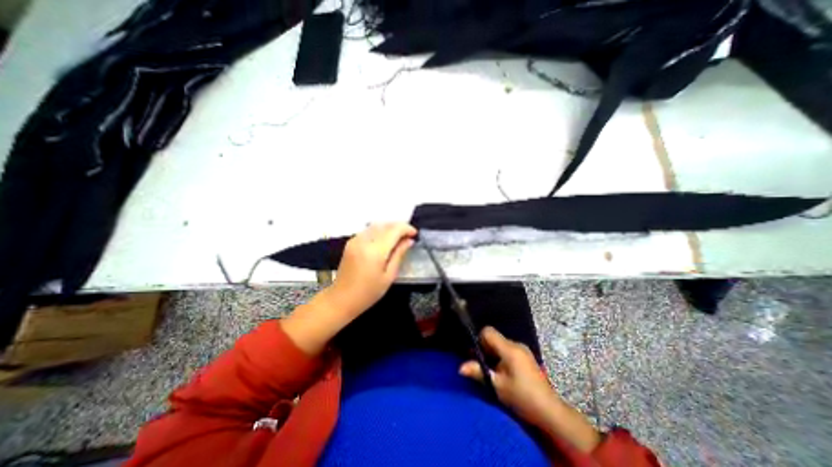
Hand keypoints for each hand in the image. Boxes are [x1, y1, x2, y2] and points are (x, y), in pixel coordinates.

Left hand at [331, 223, 415, 316]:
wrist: (342, 299)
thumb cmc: (369, 292)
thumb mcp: (389, 276)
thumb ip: (399, 255)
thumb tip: (409, 241)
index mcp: (375, 251)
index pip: (394, 230)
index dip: (406, 229)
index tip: (415, 234)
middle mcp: (364, 241)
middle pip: (385, 224)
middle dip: (399, 226)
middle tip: (409, 236)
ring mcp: (355, 240)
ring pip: (377, 225)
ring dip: (390, 227)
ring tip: (399, 237)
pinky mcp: (351, 242)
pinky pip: (368, 230)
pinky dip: (380, 230)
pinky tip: (385, 240)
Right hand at [458, 325, 601, 451]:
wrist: (550, 411)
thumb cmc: (522, 397)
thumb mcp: (498, 386)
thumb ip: (479, 372)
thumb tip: (460, 367)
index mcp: (509, 348)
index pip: (488, 331)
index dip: (479, 340)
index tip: (475, 355)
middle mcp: (516, 344)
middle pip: (494, 338)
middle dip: (485, 349)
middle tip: (480, 366)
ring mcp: (523, 350)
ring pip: (500, 344)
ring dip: (493, 355)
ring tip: (492, 372)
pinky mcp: (526, 357)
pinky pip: (508, 350)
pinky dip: (501, 357)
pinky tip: (503, 373)